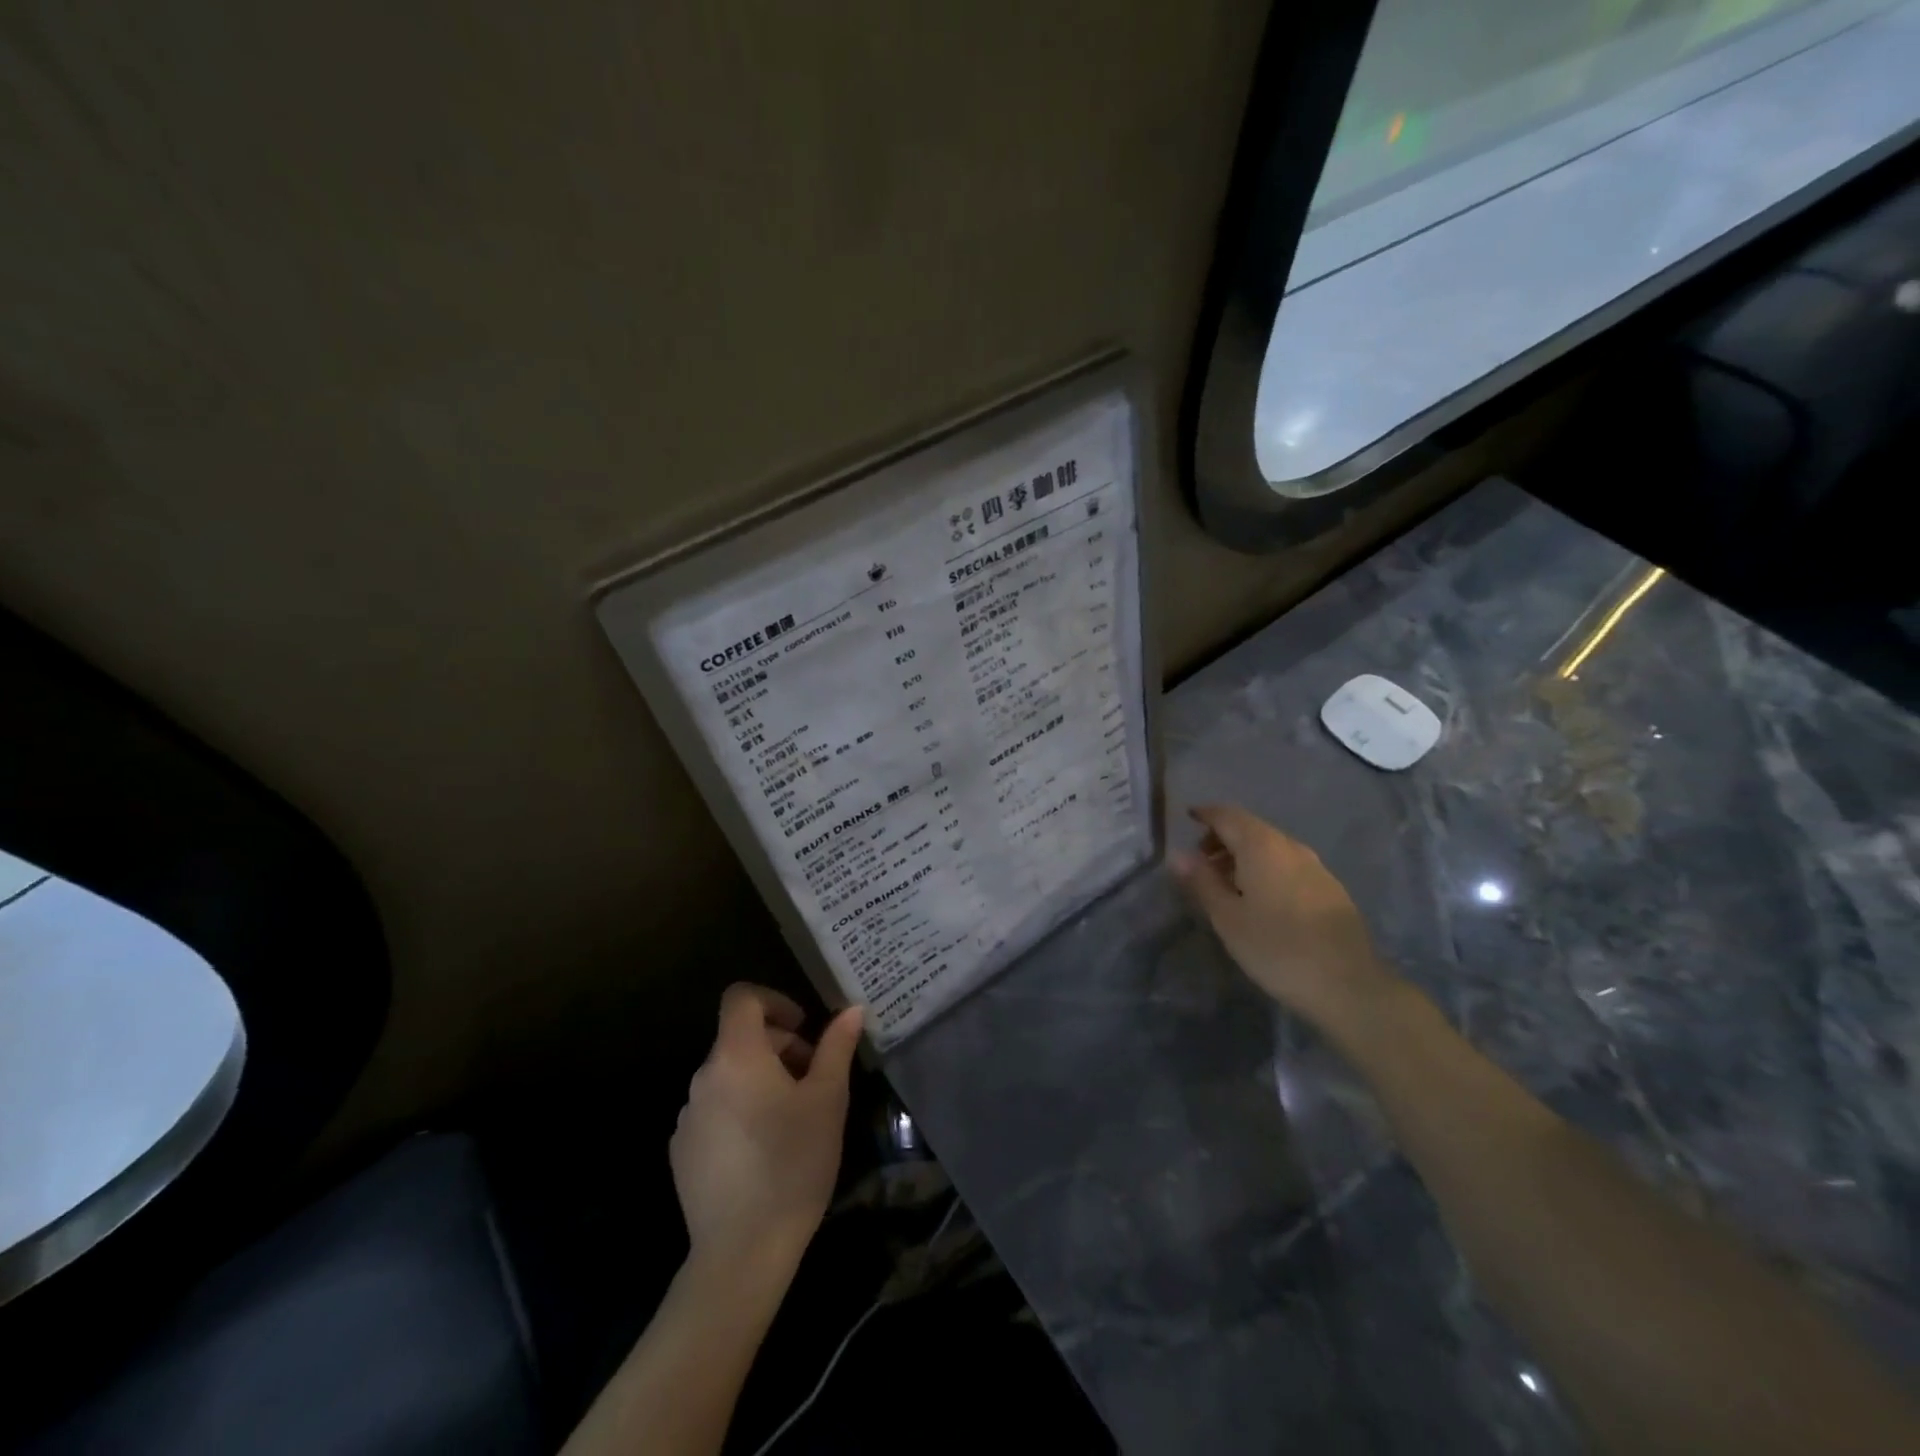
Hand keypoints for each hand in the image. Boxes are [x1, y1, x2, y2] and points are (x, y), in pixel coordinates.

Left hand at [671, 984, 862, 1272]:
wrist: (742, 1252)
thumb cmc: (793, 1163)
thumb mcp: (828, 1099)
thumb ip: (836, 1047)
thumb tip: (851, 1010)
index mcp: (736, 1056)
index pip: (741, 998)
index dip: (774, 1000)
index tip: (803, 1028)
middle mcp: (703, 1077)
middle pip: (739, 1038)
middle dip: (779, 1047)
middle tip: (813, 1078)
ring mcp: (687, 1116)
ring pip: (728, 1076)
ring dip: (760, 1079)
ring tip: (792, 1118)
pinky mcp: (682, 1151)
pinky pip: (714, 1110)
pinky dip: (739, 1111)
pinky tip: (763, 1150)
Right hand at [1171, 804, 1401, 1036]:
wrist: (1349, 986)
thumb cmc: (1277, 948)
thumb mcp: (1228, 918)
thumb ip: (1202, 881)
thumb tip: (1178, 854)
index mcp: (1262, 846)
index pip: (1228, 815)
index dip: (1205, 814)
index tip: (1187, 819)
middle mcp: (1290, 846)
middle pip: (1251, 828)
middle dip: (1223, 838)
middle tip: (1201, 863)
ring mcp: (1315, 867)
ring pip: (1271, 847)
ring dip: (1244, 856)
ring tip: (1226, 885)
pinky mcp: (1330, 889)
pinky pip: (1288, 865)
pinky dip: (1266, 869)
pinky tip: (1261, 900)